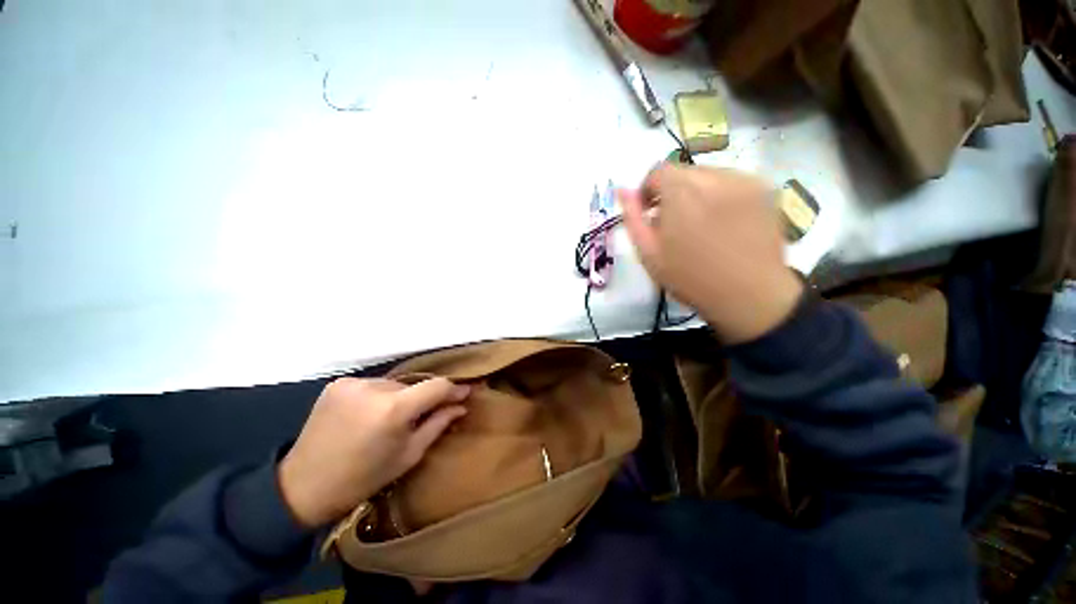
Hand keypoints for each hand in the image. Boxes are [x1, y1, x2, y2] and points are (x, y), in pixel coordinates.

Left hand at [277, 377, 468, 527]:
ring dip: (400, 397)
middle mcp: (373, 388)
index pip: (436, 386)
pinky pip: (373, 385)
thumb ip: (438, 424)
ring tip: (391, 418)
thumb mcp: (408, 455)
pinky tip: (370, 414)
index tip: (464, 394)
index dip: (452, 389)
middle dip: (423, 398)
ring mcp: (353, 383)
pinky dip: (379, 396)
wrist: (302, 487)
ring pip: (394, 384)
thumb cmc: (362, 479)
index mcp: (393, 410)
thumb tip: (461, 405)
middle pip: (414, 384)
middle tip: (421, 417)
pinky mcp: (338, 384)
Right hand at [620, 164, 802, 343]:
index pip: (658, 172)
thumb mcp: (649, 253)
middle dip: (671, 192)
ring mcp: (744, 181)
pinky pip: (731, 183)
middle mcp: (714, 178)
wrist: (749, 296)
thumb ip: (632, 218)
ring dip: (695, 193)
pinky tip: (721, 223)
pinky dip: (719, 196)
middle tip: (671, 222)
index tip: (647, 212)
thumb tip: (622, 191)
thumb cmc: (690, 278)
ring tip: (698, 224)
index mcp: (681, 193)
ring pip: (707, 175)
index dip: (647, 190)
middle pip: (683, 172)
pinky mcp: (764, 190)